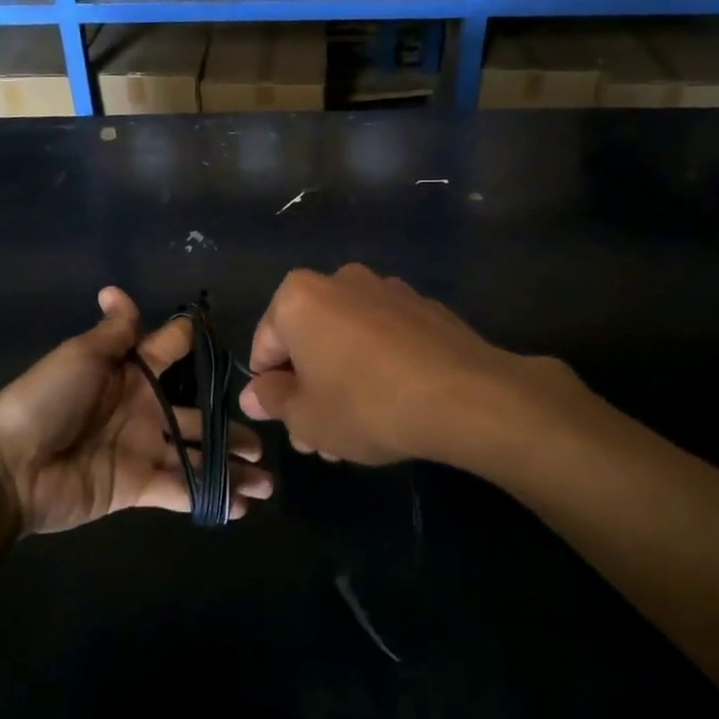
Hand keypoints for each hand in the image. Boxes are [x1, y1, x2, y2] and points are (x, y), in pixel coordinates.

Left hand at [0, 287, 269, 534]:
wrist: (9, 467)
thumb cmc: (46, 401)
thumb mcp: (80, 356)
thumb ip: (113, 332)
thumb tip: (116, 289)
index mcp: (129, 373)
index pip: (170, 353)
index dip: (196, 347)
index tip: (231, 344)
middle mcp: (142, 410)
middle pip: (196, 415)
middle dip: (229, 426)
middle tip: (266, 438)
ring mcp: (141, 450)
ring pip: (196, 456)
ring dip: (230, 468)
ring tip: (266, 479)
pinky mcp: (137, 487)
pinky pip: (181, 488)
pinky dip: (211, 497)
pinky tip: (243, 505)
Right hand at [238, 263, 579, 467]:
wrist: (463, 395)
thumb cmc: (365, 404)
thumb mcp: (305, 416)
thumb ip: (272, 400)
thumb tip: (255, 393)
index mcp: (299, 297)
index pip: (265, 346)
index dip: (269, 390)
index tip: (287, 423)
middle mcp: (340, 281)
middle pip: (308, 341)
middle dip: (309, 390)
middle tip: (319, 438)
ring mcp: (387, 290)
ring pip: (346, 341)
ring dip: (341, 381)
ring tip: (355, 432)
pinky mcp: (423, 307)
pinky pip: (383, 338)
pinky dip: (377, 365)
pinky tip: (391, 406)